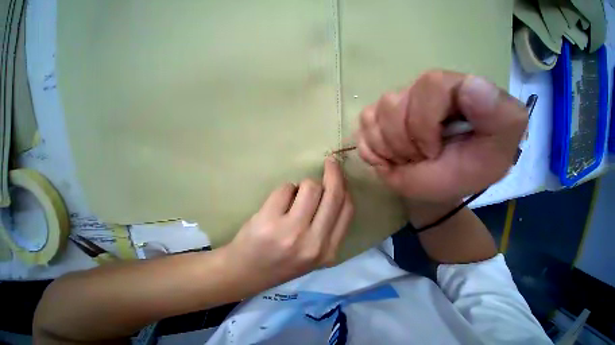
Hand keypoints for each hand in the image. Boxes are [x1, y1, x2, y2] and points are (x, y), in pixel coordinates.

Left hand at [224, 158, 353, 291]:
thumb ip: (328, 223)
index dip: (345, 186)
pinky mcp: (269, 221)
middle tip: (329, 162)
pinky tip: (278, 203)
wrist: (246, 273)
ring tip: (294, 195)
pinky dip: (286, 189)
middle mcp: (314, 243)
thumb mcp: (314, 249)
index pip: (346, 208)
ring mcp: (291, 232)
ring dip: (304, 184)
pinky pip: (287, 187)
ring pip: (310, 186)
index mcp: (328, 250)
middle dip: (333, 172)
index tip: (340, 174)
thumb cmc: (282, 259)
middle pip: (333, 194)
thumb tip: (334, 186)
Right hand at [355, 70, 527, 201]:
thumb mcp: (495, 153)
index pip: (428, 85)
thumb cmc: (462, 172)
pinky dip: (372, 154)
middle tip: (419, 157)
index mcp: (451, 90)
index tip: (434, 150)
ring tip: (404, 158)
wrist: (432, 188)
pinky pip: (360, 136)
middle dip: (403, 143)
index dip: (425, 123)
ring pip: (371, 120)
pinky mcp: (370, 126)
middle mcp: (415, 93)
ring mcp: (387, 110)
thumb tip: (471, 84)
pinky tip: (387, 160)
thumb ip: (501, 117)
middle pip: (391, 105)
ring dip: (387, 150)